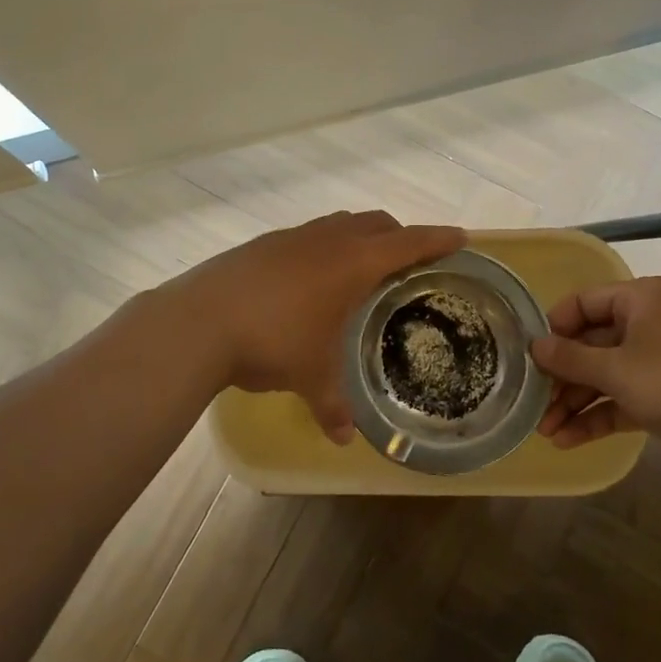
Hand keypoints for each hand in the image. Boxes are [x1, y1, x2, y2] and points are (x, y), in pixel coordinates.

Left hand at [166, 211, 466, 442]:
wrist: (199, 321)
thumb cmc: (273, 343)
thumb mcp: (310, 377)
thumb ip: (332, 405)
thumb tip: (343, 439)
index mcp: (353, 263)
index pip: (409, 243)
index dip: (437, 239)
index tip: (461, 236)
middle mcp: (328, 240)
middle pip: (376, 222)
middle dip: (399, 235)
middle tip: (410, 257)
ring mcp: (292, 237)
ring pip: (339, 223)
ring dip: (359, 235)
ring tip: (361, 264)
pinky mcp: (262, 243)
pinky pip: (307, 235)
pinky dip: (323, 245)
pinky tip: (309, 277)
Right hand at [531, 276, 660, 449]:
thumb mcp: (616, 369)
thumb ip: (570, 358)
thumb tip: (535, 346)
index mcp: (638, 300)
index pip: (582, 303)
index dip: (554, 328)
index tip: (532, 356)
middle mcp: (646, 323)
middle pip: (591, 344)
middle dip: (561, 377)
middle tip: (533, 401)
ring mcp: (657, 361)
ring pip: (605, 376)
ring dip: (575, 402)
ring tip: (544, 431)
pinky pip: (622, 399)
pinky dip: (598, 416)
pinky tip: (568, 440)